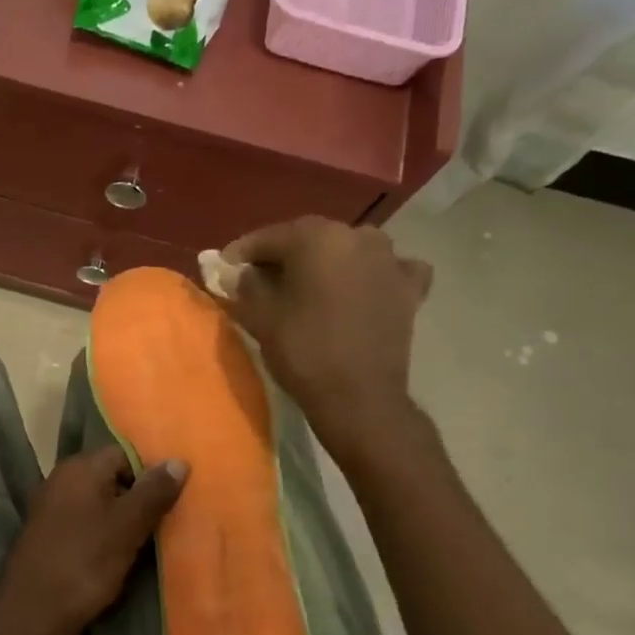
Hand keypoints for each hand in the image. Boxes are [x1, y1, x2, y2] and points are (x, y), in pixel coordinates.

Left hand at [0, 446, 186, 634]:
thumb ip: (154, 492)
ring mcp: (51, 508)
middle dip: (138, 498)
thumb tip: (179, 460)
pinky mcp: (48, 535)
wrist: (33, 613)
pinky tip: (119, 557)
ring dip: (122, 521)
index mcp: (79, 468)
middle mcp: (61, 479)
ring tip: (147, 543)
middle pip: (111, 477)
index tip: (171, 501)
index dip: (150, 474)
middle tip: (164, 523)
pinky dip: (103, 535)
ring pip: (98, 503)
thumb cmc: (84, 562)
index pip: (124, 453)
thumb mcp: (127, 526)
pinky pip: (84, 524)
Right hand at [226, 218, 432, 446]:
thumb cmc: (303, 351)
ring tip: (308, 284)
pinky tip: (363, 288)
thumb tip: (241, 273)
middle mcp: (357, 236)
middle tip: (260, 276)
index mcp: (317, 238)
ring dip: (326, 262)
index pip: (269, 237)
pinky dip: (371, 274)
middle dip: (284, 255)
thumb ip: (246, 285)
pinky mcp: (409, 288)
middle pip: (309, 239)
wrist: (359, 397)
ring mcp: (389, 260)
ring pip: (348, 249)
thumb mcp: (260, 317)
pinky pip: (387, 269)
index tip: (225, 266)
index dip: (243, 252)